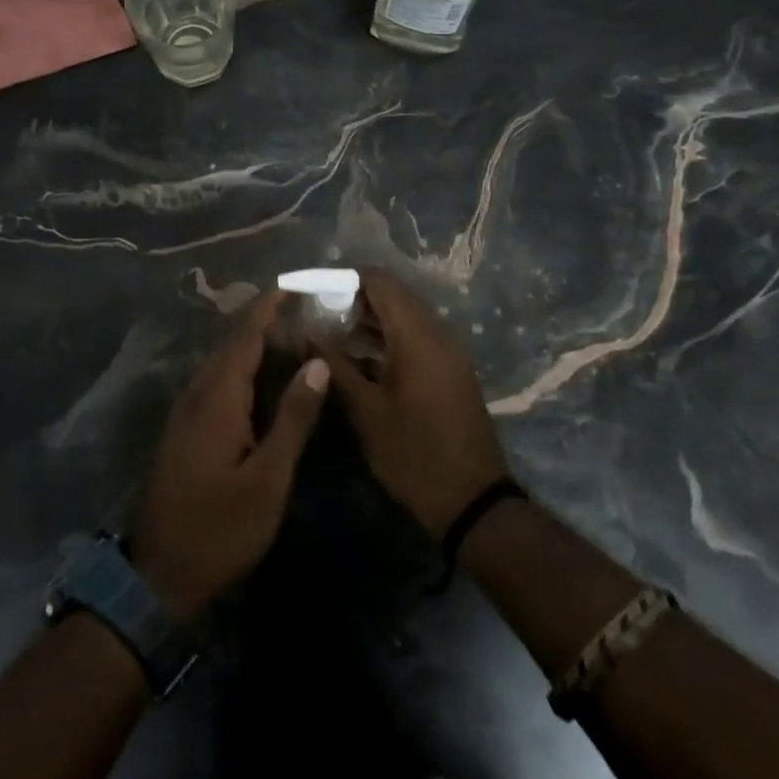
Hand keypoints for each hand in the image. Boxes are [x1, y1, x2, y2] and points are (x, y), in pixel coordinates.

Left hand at [130, 292, 328, 619]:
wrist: (158, 576)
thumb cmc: (220, 530)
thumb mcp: (268, 480)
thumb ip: (292, 419)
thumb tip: (316, 365)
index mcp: (216, 400)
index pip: (244, 338)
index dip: (267, 309)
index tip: (293, 285)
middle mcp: (195, 396)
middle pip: (229, 345)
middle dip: (261, 321)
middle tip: (300, 307)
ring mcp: (183, 415)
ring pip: (219, 364)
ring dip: (249, 343)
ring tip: (286, 333)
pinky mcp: (182, 432)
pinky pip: (213, 383)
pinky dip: (239, 368)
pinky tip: (259, 378)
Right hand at [318, 268, 509, 537]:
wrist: (473, 501)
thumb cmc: (414, 455)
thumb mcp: (367, 412)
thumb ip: (336, 367)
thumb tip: (306, 334)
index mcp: (418, 337)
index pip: (381, 282)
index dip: (345, 278)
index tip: (314, 288)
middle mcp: (437, 335)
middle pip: (394, 296)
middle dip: (354, 297)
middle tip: (317, 310)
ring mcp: (447, 353)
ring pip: (405, 317)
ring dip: (370, 318)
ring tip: (330, 330)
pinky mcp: (450, 371)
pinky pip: (416, 338)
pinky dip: (387, 337)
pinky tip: (358, 355)